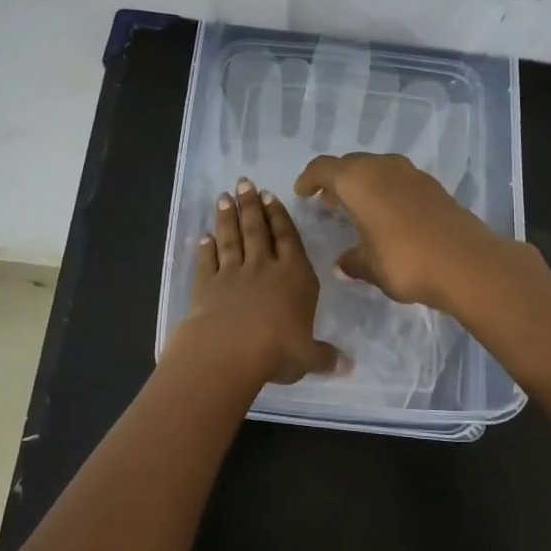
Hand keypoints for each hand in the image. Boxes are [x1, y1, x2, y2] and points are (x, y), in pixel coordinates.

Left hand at [171, 178, 341, 384]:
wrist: (229, 349)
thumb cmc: (277, 349)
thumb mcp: (308, 357)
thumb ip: (325, 357)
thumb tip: (347, 367)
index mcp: (295, 276)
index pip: (288, 239)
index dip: (279, 216)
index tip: (270, 196)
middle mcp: (264, 267)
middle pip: (257, 230)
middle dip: (251, 205)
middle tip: (244, 183)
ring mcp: (232, 273)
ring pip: (230, 238)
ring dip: (227, 217)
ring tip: (224, 197)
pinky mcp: (206, 284)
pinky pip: (206, 261)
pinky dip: (204, 248)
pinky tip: (202, 237)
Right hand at [293, 152, 518, 313]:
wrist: (466, 264)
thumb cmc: (405, 261)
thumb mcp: (368, 267)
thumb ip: (351, 261)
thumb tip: (343, 263)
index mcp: (357, 180)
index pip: (323, 168)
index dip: (309, 179)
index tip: (302, 193)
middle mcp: (382, 167)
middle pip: (350, 164)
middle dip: (336, 180)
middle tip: (327, 203)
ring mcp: (411, 173)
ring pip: (376, 169)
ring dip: (362, 184)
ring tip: (356, 208)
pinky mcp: (432, 186)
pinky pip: (397, 180)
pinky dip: (385, 191)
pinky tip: (386, 215)